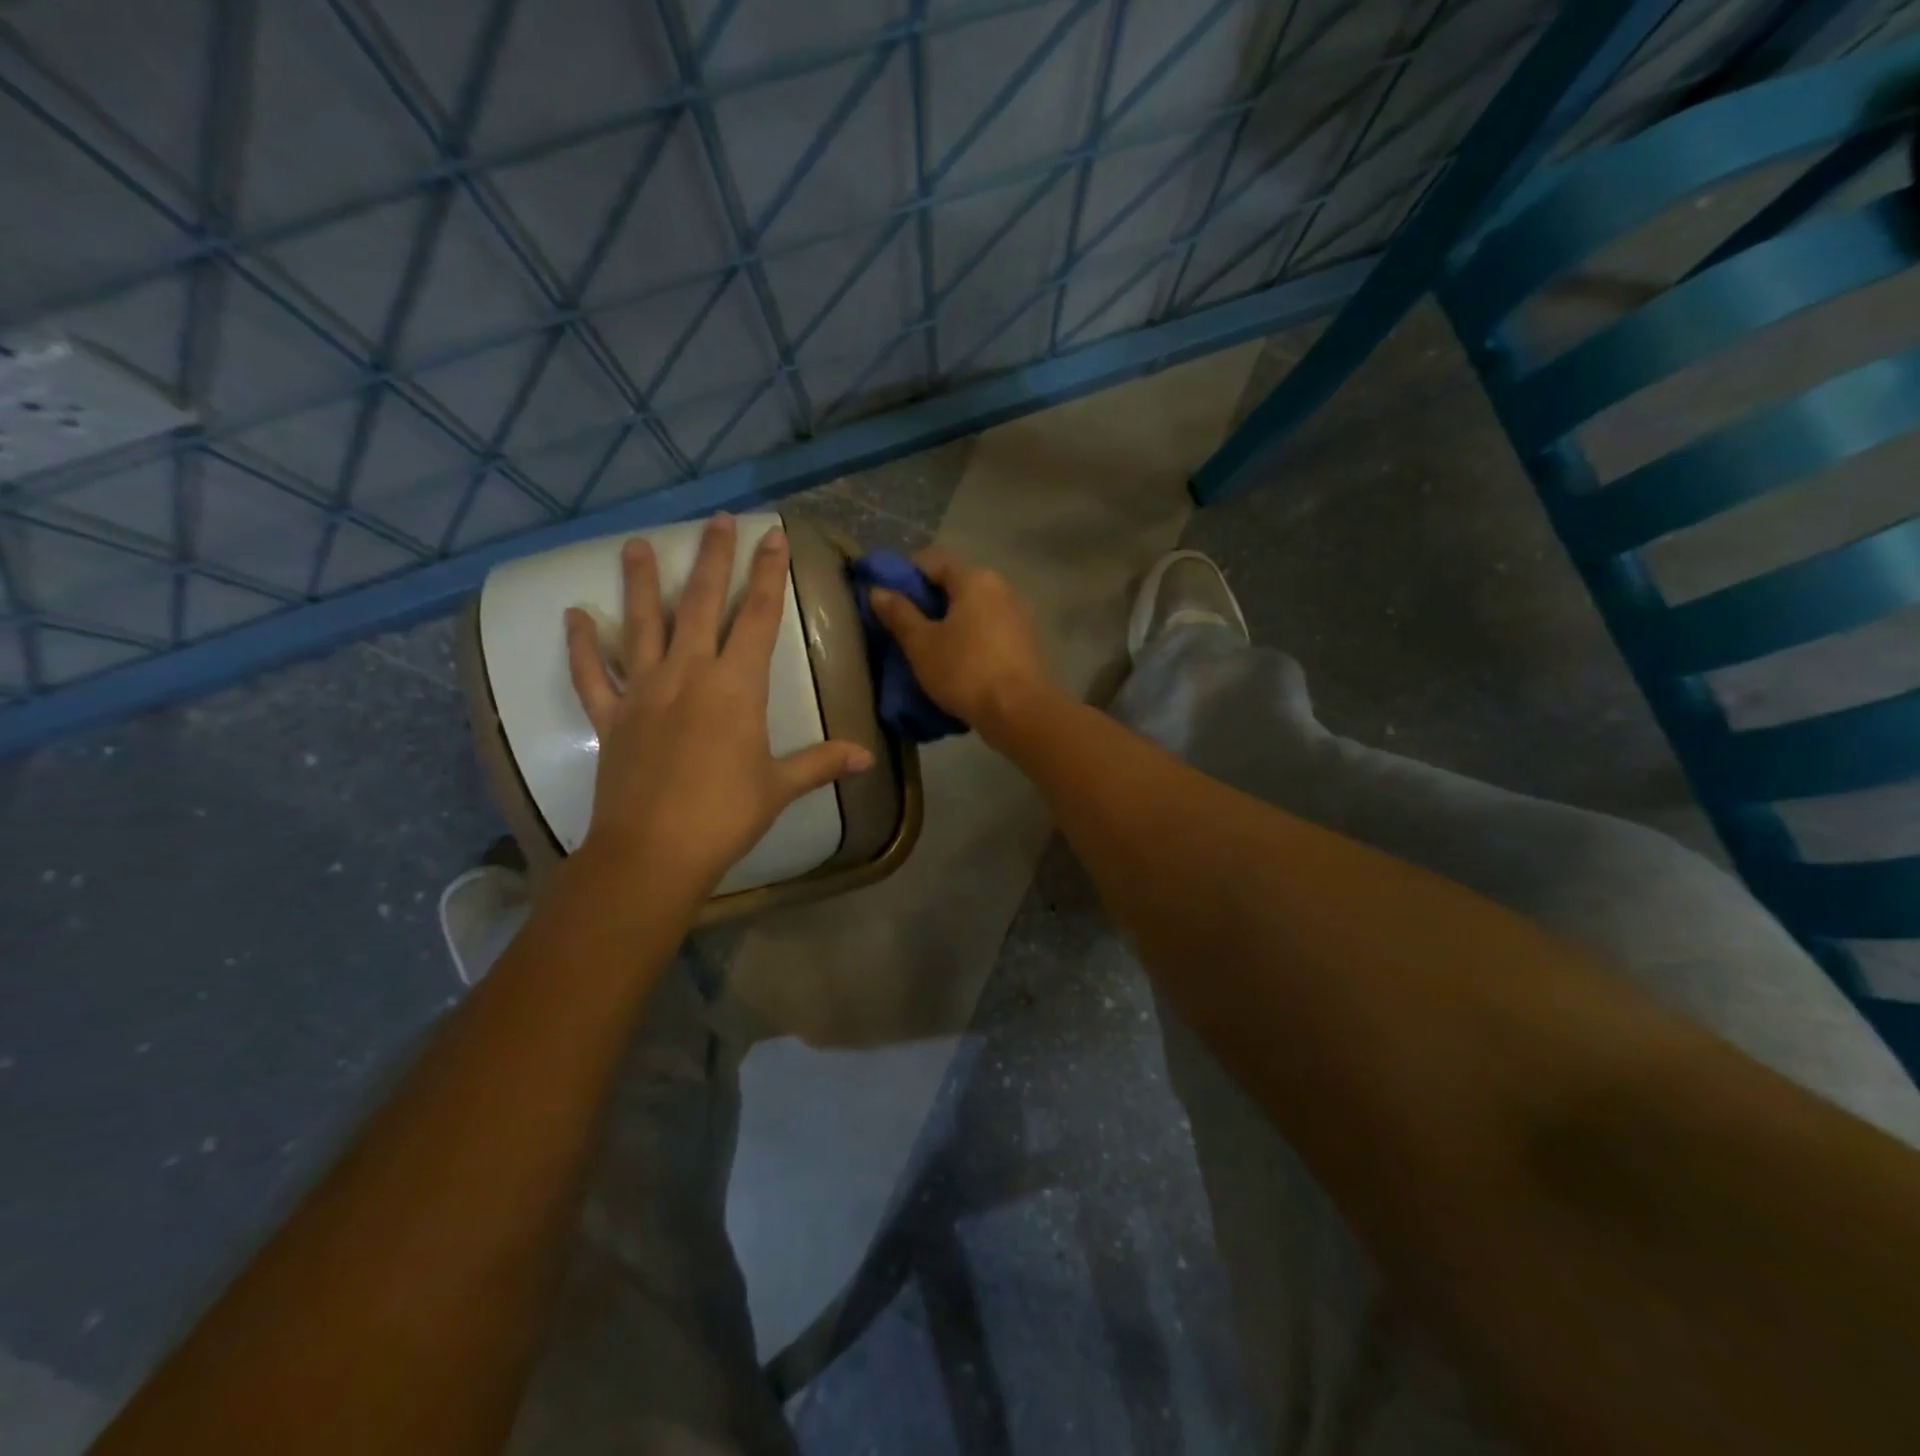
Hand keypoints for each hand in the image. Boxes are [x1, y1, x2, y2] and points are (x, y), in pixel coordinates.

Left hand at [566, 514, 873, 892]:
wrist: (654, 851)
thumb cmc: (725, 815)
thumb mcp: (780, 786)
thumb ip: (820, 762)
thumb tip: (865, 757)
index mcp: (736, 687)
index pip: (760, 618)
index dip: (770, 575)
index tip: (773, 538)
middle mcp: (689, 674)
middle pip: (703, 604)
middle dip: (714, 559)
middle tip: (717, 520)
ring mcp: (644, 691)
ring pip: (642, 624)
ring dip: (641, 583)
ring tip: (636, 544)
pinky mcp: (611, 716)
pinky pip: (591, 674)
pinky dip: (582, 645)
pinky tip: (575, 615)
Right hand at [867, 548, 1057, 741]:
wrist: (1020, 712)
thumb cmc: (965, 671)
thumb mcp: (921, 644)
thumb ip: (899, 614)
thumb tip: (878, 590)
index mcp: (975, 579)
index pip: (933, 561)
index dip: (905, 576)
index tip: (886, 600)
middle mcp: (1001, 588)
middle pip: (954, 587)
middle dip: (926, 604)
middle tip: (901, 629)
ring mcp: (1017, 616)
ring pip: (972, 612)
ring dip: (948, 626)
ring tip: (925, 651)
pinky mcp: (1025, 644)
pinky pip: (987, 633)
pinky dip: (968, 642)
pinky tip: (954, 665)